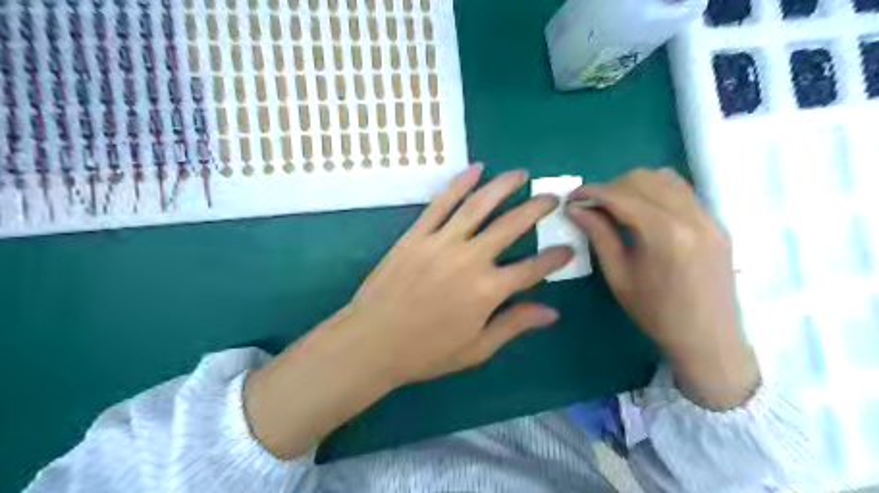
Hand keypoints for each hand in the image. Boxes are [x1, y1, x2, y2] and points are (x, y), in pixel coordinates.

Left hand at [246, 165, 574, 458]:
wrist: (372, 342)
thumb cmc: (426, 352)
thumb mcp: (476, 348)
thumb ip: (514, 325)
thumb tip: (552, 312)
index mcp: (488, 291)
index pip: (533, 268)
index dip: (555, 258)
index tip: (568, 249)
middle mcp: (470, 259)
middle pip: (512, 225)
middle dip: (537, 208)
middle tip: (552, 197)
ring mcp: (441, 242)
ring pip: (479, 205)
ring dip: (503, 185)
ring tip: (521, 173)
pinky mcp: (416, 235)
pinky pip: (441, 203)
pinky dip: (459, 184)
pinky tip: (476, 169)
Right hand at [566, 170, 759, 411]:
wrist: (708, 338)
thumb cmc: (655, 313)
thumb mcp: (618, 275)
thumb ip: (598, 235)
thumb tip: (575, 209)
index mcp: (663, 234)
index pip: (620, 195)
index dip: (591, 192)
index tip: (571, 198)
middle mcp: (690, 216)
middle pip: (642, 179)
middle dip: (610, 187)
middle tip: (592, 207)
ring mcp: (708, 216)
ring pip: (665, 178)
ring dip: (634, 185)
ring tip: (617, 206)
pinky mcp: (715, 221)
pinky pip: (682, 190)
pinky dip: (657, 191)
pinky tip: (644, 210)